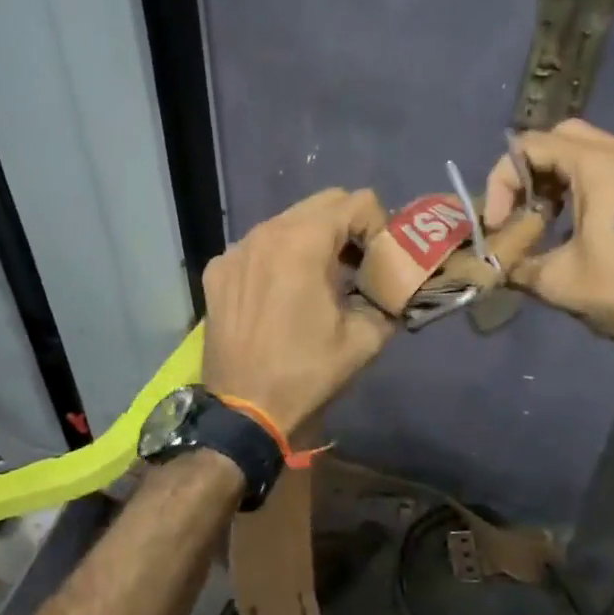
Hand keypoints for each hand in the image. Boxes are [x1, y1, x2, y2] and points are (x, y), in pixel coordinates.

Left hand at [202, 188, 397, 432]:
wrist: (244, 412)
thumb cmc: (307, 374)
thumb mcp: (365, 339)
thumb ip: (387, 299)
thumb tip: (396, 287)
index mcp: (303, 242)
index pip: (357, 202)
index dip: (379, 226)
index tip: (379, 261)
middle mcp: (265, 233)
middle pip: (321, 204)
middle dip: (348, 227)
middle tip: (358, 266)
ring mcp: (235, 250)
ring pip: (287, 223)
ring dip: (312, 241)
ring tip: (321, 281)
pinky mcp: (217, 272)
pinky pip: (258, 247)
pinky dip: (278, 258)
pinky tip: (281, 295)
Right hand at [482, 119, 613, 375]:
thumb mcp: (557, 281)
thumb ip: (517, 264)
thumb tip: (496, 265)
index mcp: (599, 167)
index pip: (531, 146)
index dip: (502, 182)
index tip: (497, 224)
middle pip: (561, 137)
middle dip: (529, 169)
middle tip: (518, 208)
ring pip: (587, 151)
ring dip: (555, 177)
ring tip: (541, 219)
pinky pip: (609, 169)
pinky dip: (581, 184)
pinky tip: (573, 226)